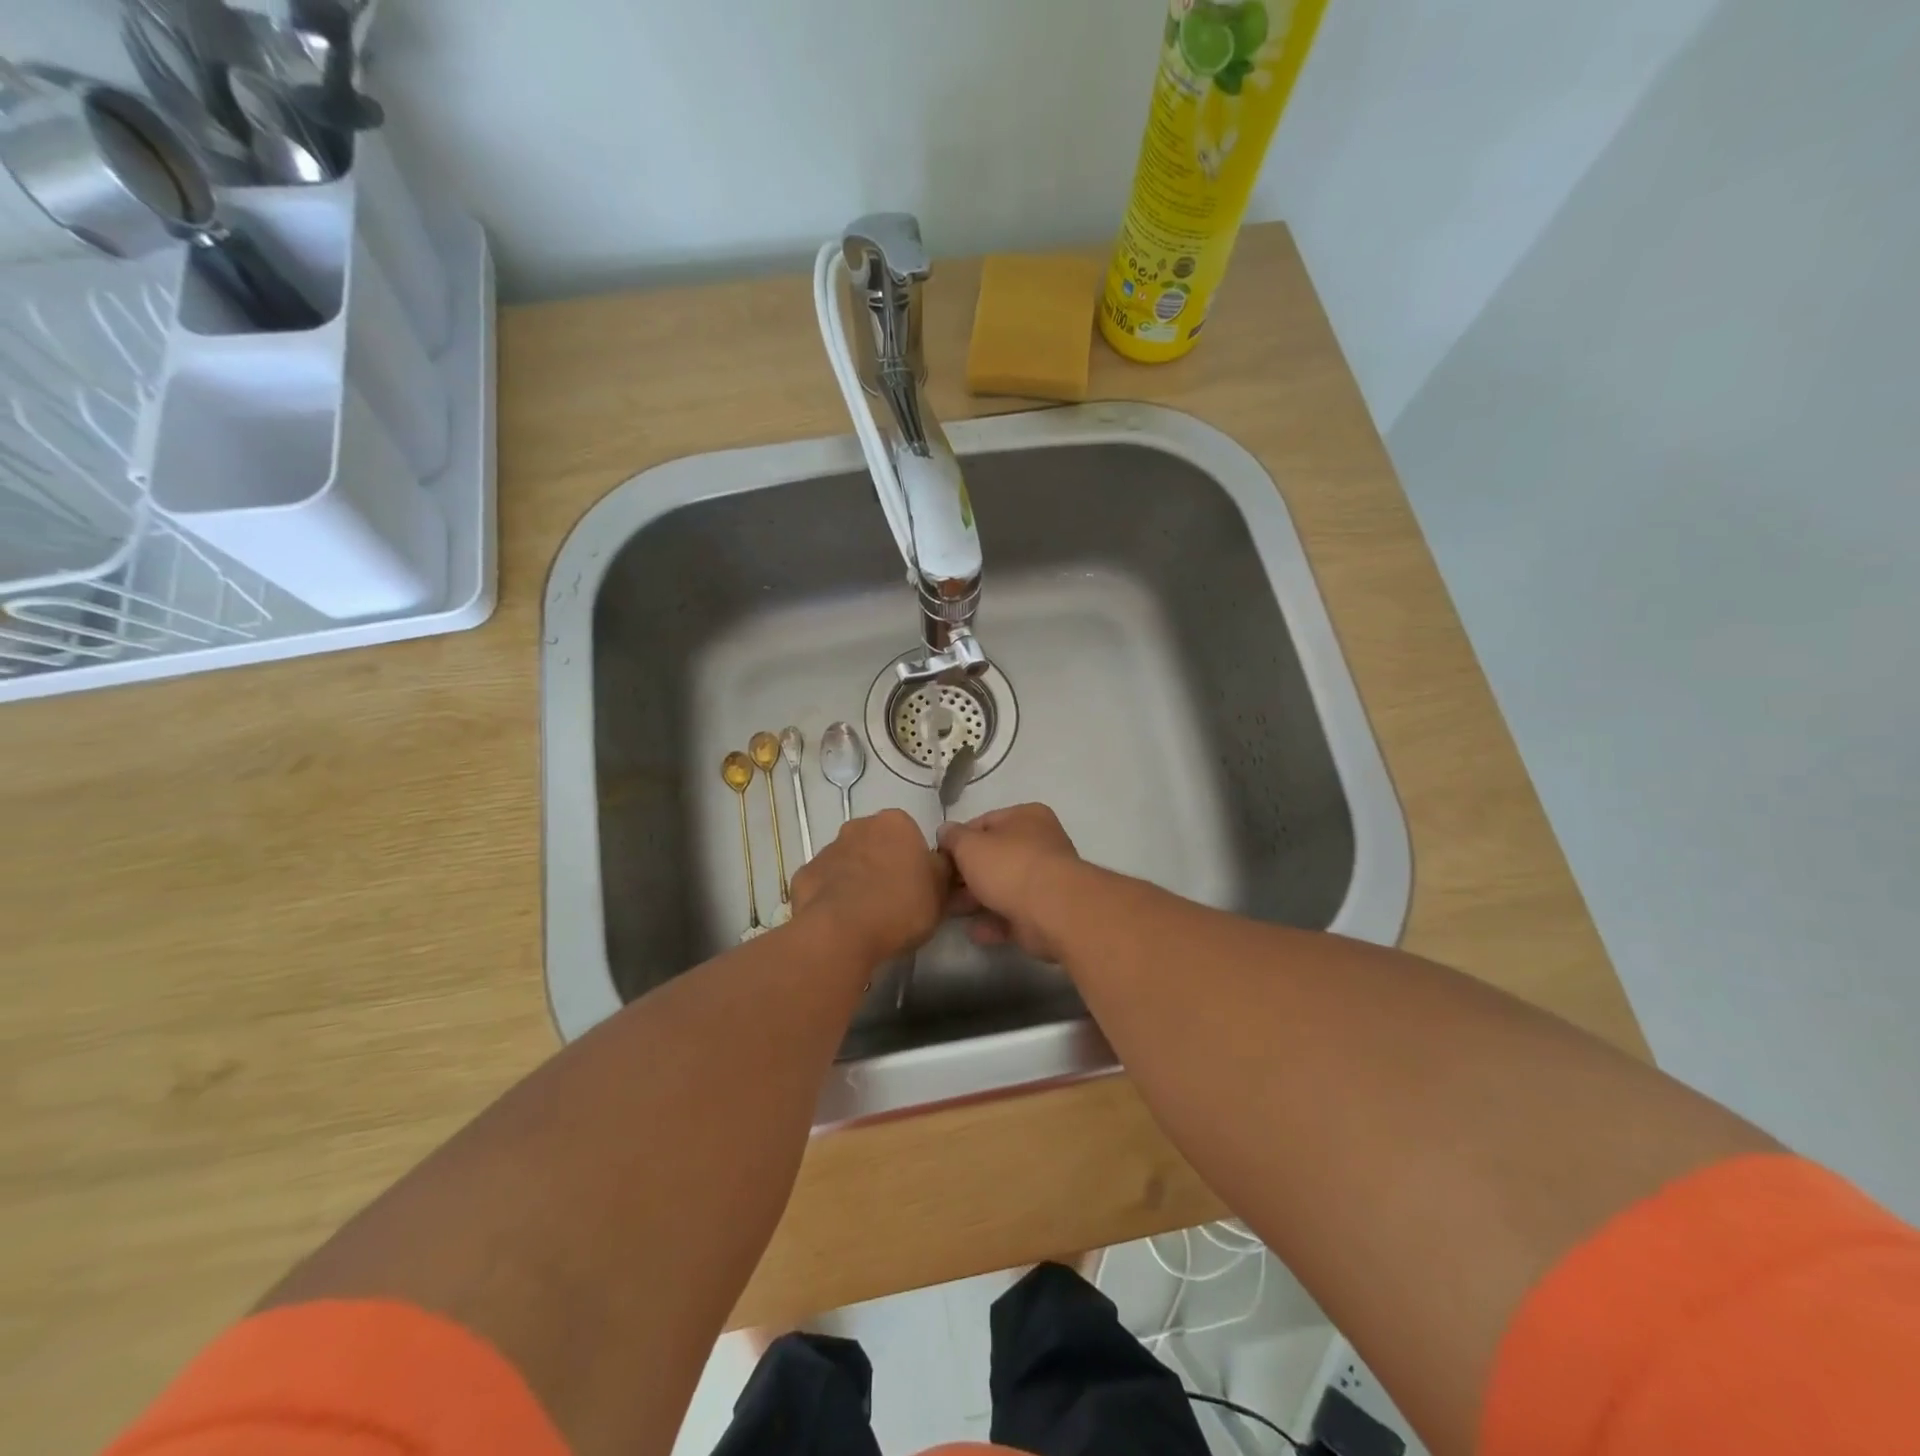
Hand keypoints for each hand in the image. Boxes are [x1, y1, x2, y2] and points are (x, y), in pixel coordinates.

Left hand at [790, 809, 950, 966]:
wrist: (842, 932)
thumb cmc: (901, 906)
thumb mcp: (940, 892)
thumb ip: (942, 871)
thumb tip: (939, 863)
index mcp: (895, 823)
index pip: (910, 835)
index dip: (914, 861)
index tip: (917, 886)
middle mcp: (859, 827)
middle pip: (876, 844)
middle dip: (882, 865)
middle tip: (893, 900)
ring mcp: (827, 849)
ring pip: (847, 862)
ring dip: (855, 880)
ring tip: (865, 916)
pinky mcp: (803, 875)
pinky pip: (823, 884)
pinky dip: (830, 897)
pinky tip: (839, 921)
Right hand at [937, 804, 1084, 960]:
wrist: (1052, 910)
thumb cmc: (1009, 865)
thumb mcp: (970, 845)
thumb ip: (953, 837)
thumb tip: (945, 832)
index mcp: (1026, 817)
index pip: (985, 823)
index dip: (958, 840)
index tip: (939, 858)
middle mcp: (1040, 844)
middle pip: (994, 858)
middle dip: (965, 874)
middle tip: (941, 888)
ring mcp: (1045, 880)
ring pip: (1003, 888)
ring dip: (976, 900)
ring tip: (950, 912)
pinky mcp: (1046, 913)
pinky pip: (1013, 915)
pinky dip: (993, 923)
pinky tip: (974, 931)